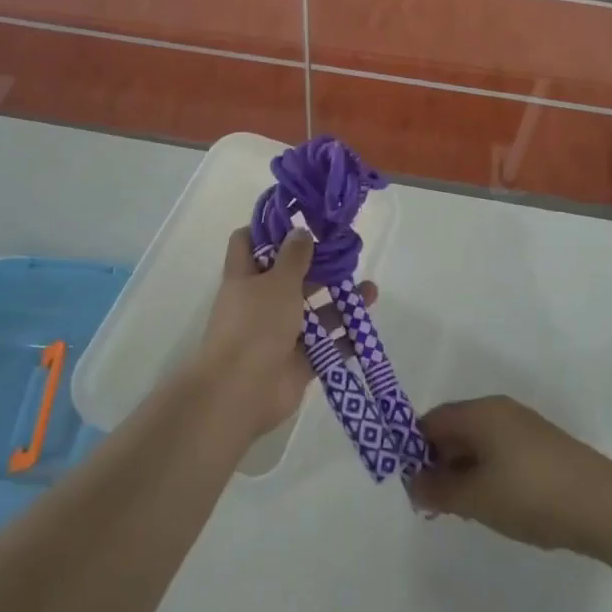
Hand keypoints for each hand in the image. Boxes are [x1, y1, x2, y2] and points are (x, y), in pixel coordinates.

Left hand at [194, 226, 378, 442]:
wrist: (240, 393)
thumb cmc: (255, 326)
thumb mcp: (277, 282)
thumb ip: (294, 257)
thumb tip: (301, 232)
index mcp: (245, 276)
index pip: (247, 241)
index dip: (267, 228)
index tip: (298, 218)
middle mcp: (260, 301)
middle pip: (289, 275)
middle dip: (318, 265)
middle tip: (348, 252)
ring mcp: (278, 332)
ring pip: (312, 310)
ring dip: (339, 300)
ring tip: (370, 290)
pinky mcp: (297, 361)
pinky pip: (324, 345)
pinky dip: (343, 337)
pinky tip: (366, 326)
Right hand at [406, 397, 611, 555]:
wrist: (607, 506)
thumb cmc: (533, 494)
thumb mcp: (478, 498)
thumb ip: (439, 491)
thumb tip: (412, 483)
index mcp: (480, 412)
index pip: (433, 420)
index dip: (415, 449)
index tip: (411, 486)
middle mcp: (500, 410)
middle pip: (455, 430)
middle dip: (439, 464)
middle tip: (435, 505)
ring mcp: (524, 427)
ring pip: (479, 444)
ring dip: (464, 472)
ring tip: (464, 511)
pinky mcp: (543, 448)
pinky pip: (500, 453)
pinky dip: (488, 474)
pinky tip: (496, 506)